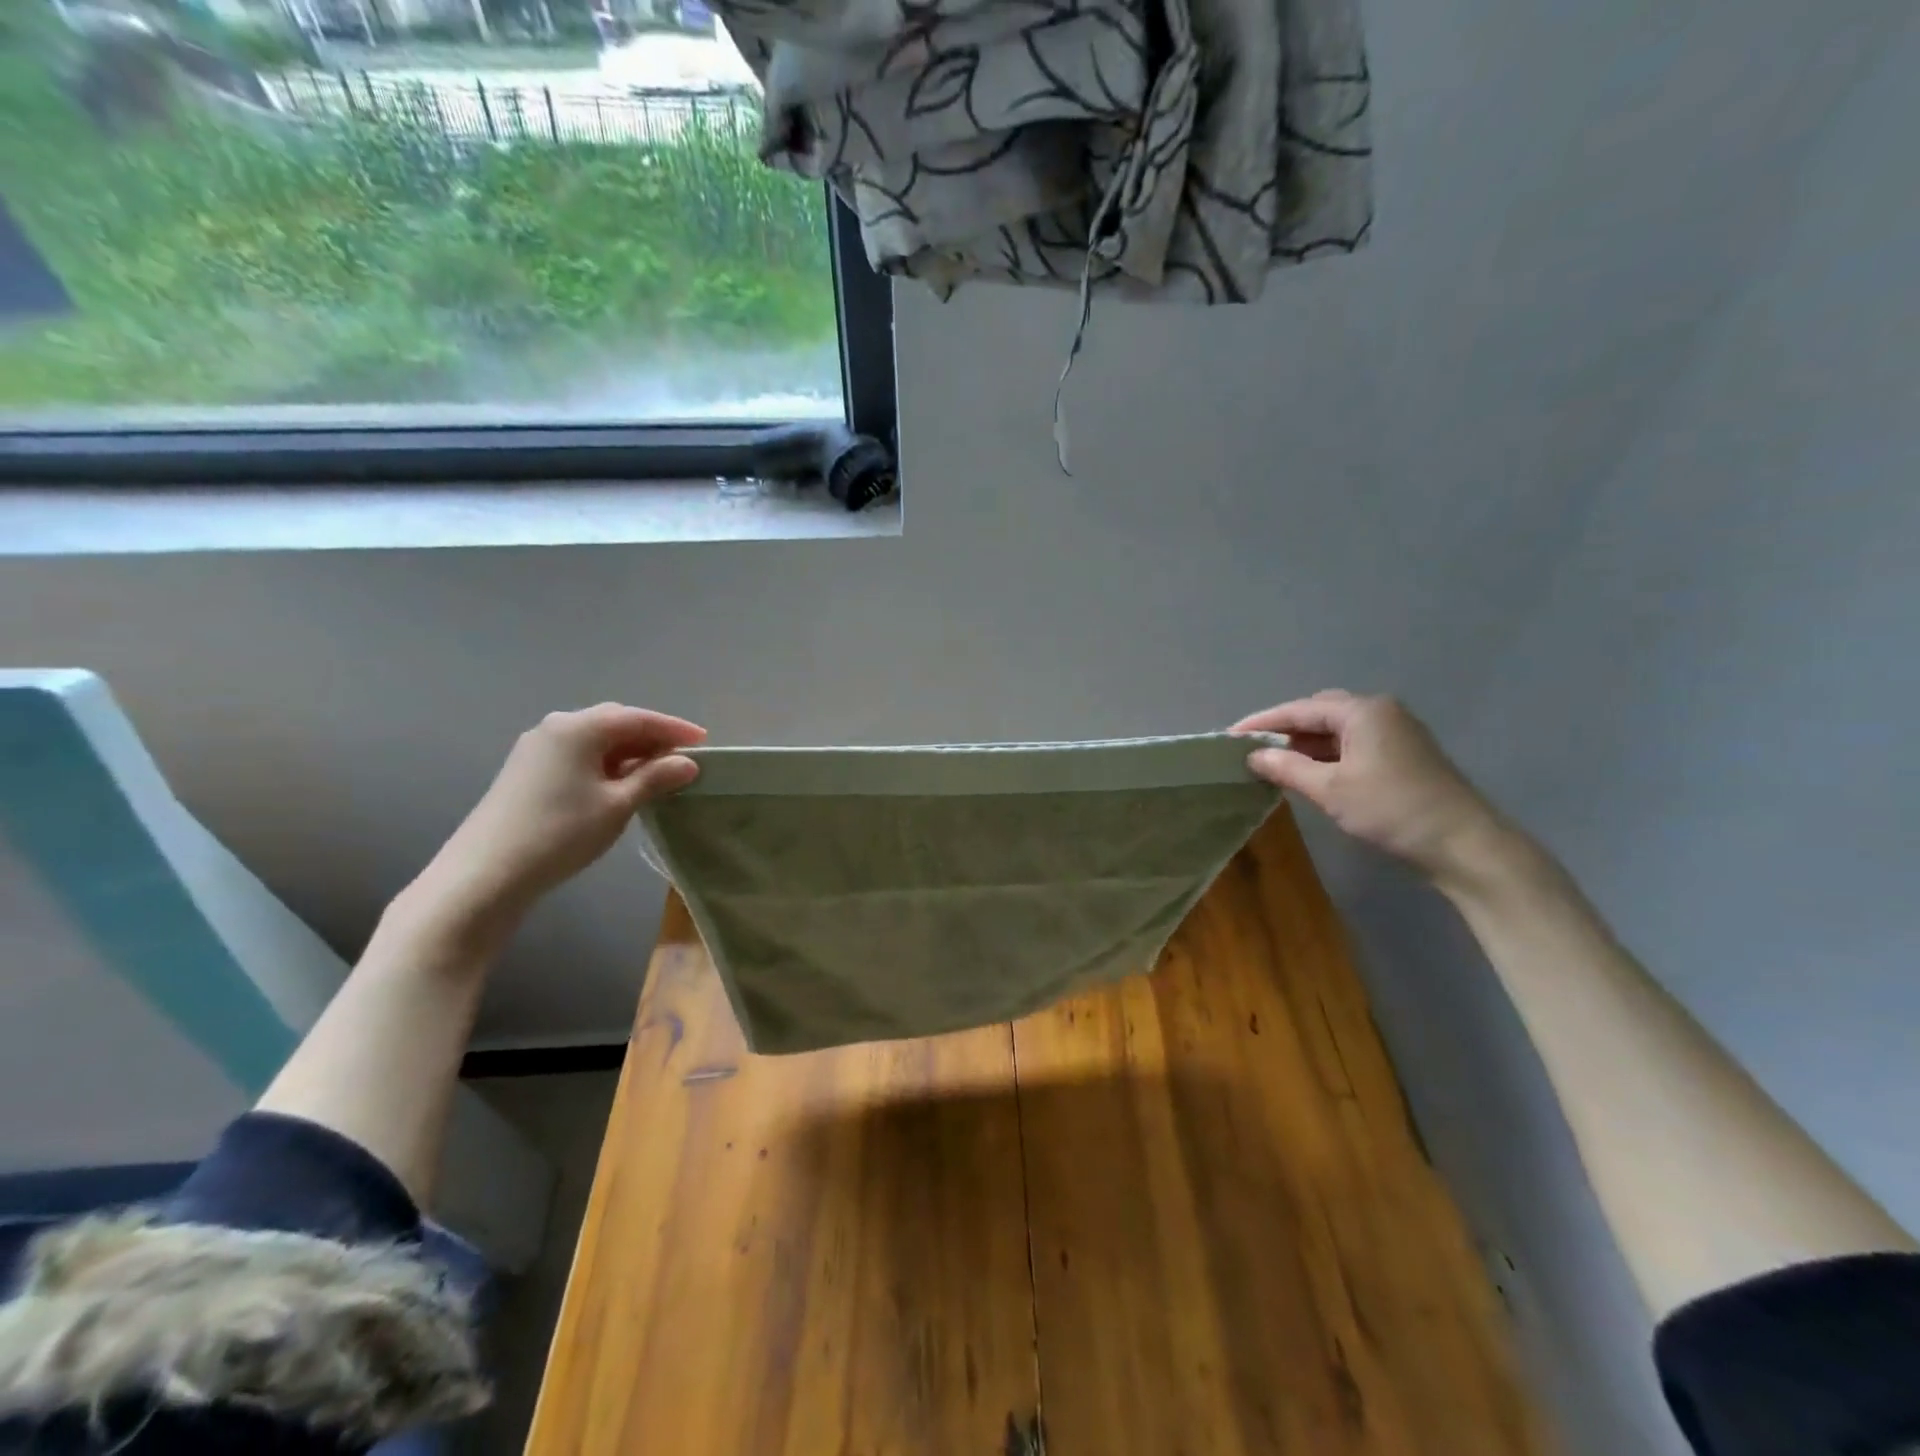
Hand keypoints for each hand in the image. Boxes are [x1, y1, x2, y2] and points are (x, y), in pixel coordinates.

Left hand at [417, 704, 705, 929]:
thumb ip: (655, 778)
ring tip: (656, 772)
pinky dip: (605, 762)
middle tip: (681, 758)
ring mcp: (537, 748)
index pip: (638, 718)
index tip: (704, 741)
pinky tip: (619, 783)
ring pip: (595, 739)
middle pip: (614, 723)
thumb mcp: (618, 805)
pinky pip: (578, 754)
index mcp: (579, 727)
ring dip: (628, 751)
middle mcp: (556, 727)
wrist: (486, 873)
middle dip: (651, 737)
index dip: (674, 728)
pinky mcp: (527, 770)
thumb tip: (687, 762)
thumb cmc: (561, 832)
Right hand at [1232, 691, 1505, 883]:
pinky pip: (1353, 744)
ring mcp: (1395, 732)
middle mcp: (1380, 712)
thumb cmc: (1392, 809)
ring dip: (1305, 745)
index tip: (1229, 736)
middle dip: (1284, 729)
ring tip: (1275, 763)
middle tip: (1252, 749)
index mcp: (1362, 711)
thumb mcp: (1330, 789)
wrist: (1464, 844)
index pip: (1299, 709)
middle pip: (1319, 713)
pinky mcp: (1403, 754)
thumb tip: (1253, 755)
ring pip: (1337, 730)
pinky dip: (1327, 755)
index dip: (1262, 722)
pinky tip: (1311, 774)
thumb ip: (1287, 768)